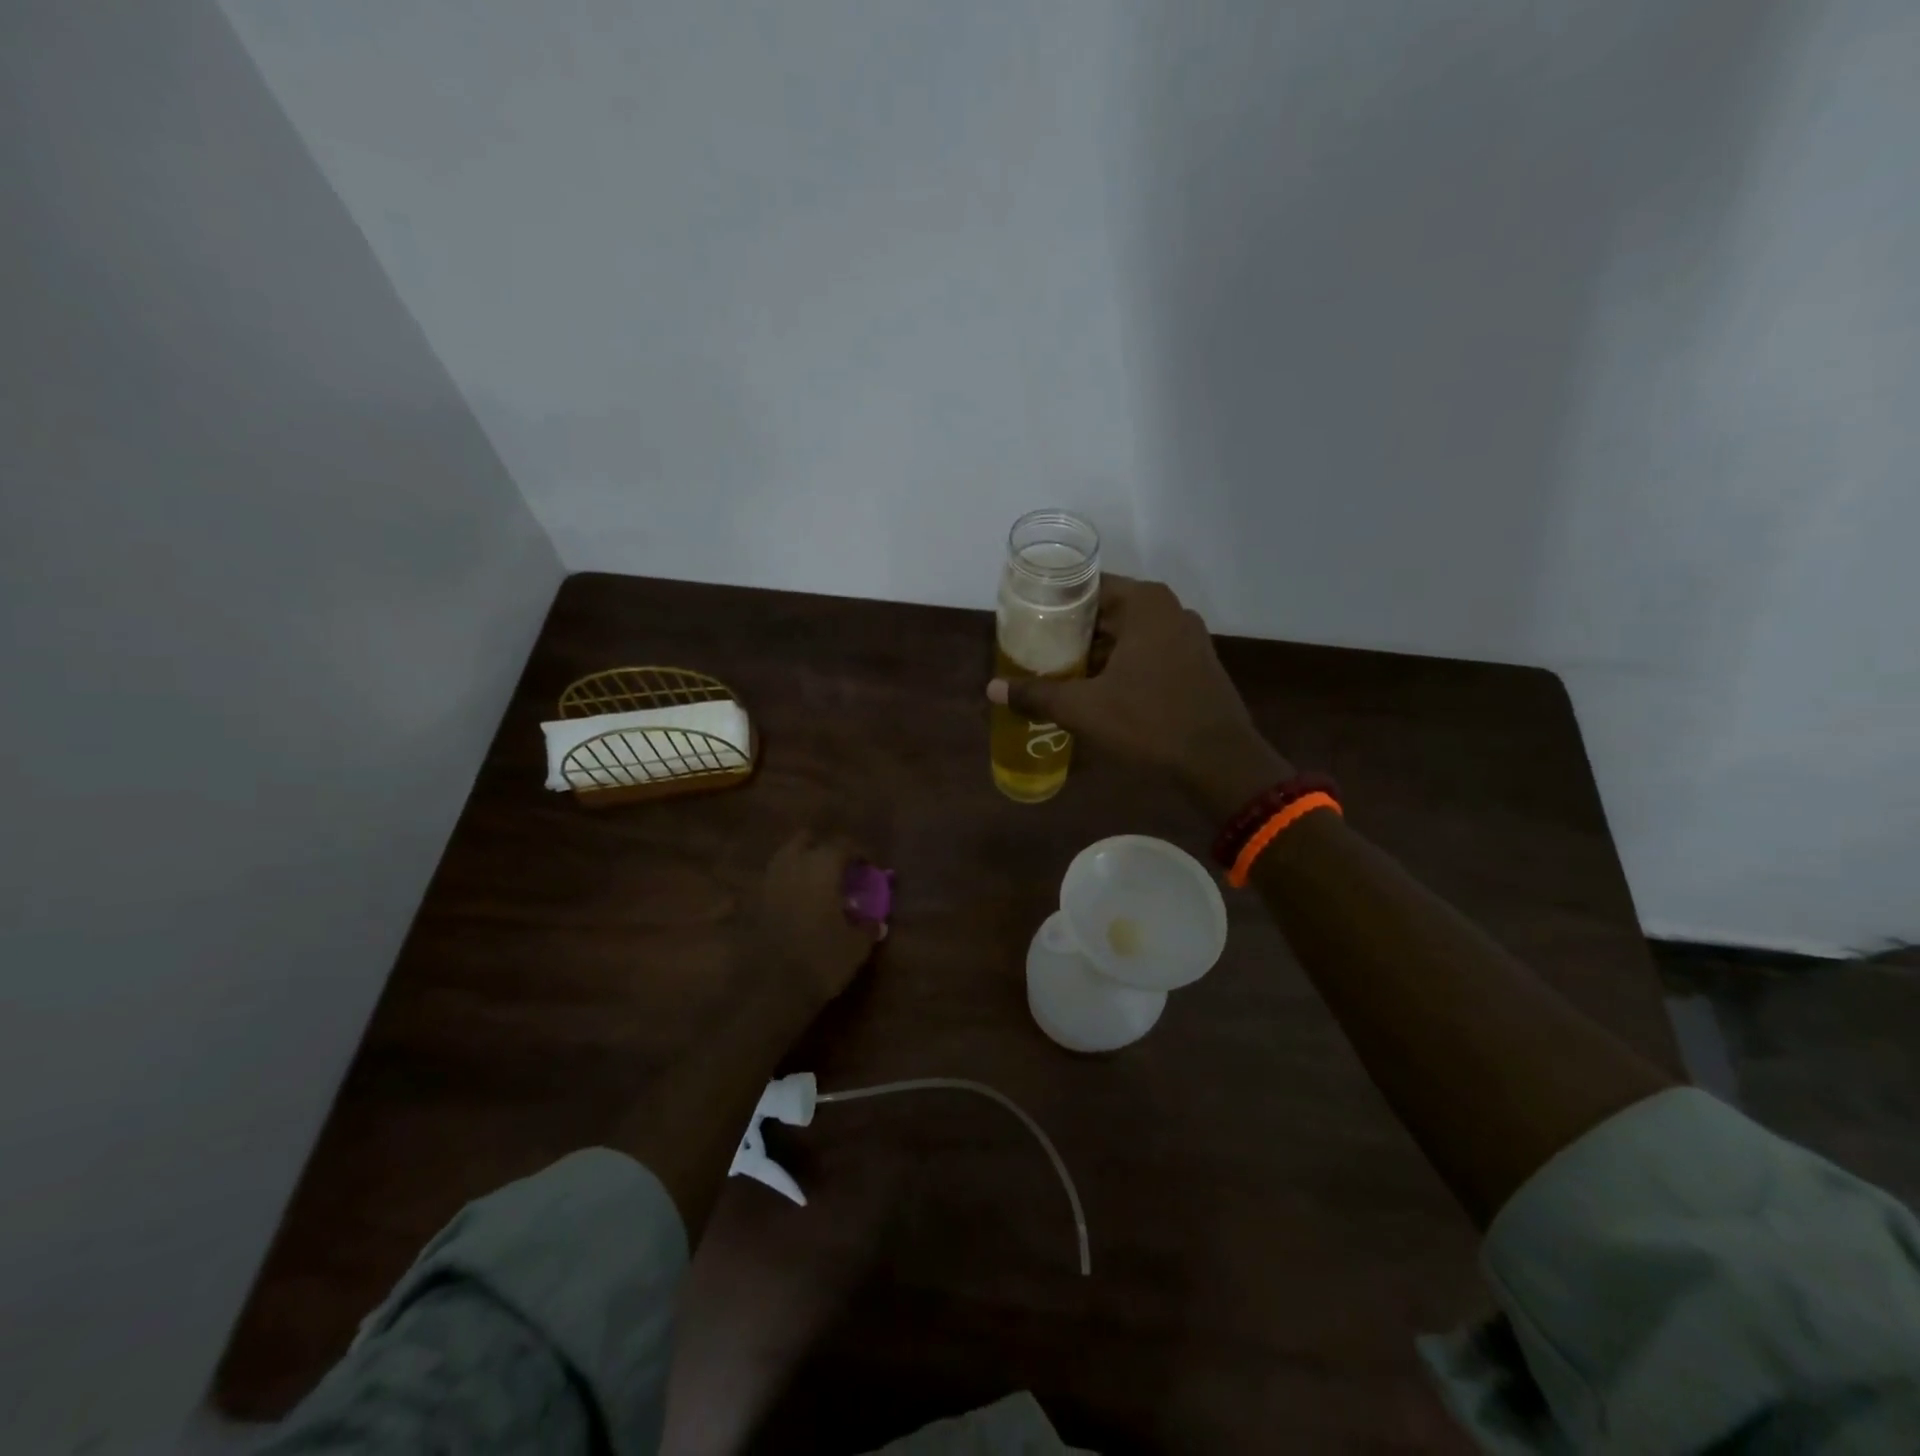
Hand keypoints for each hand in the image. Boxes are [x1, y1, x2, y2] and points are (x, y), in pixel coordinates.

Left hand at [739, 832, 883, 1009]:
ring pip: (783, 858)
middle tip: (838, 869)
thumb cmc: (823, 959)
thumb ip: (868, 927)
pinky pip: (768, 885)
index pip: (843, 845)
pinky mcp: (750, 904)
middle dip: (822, 849)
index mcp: (822, 867)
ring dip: (799, 864)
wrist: (772, 989)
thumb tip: (874, 921)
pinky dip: (781, 888)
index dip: (860, 853)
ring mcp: (767, 883)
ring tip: (815, 885)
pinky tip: (791, 904)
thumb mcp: (857, 945)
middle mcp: (792, 866)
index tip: (869, 868)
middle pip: (805, 840)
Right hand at [986, 576, 1291, 812]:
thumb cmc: (1150, 722)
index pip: (1087, 586)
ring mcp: (1187, 638)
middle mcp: (1169, 611)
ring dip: (1096, 652)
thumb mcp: (1084, 709)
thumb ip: (1037, 695)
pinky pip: (1148, 654)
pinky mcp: (1195, 664)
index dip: (1053, 603)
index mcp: (1145, 604)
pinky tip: (1097, 690)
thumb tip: (992, 689)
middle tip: (1035, 650)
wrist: (1219, 762)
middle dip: (1071, 632)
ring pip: (1127, 636)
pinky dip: (1121, 665)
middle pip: (1107, 611)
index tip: (1025, 620)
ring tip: (1059, 672)